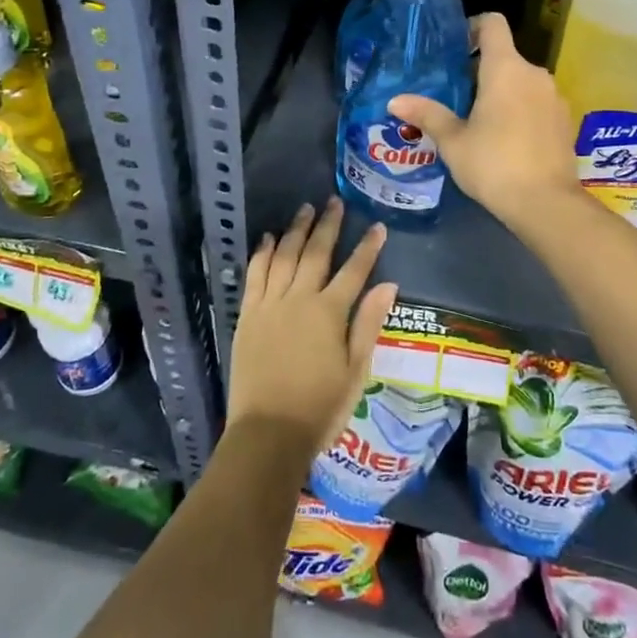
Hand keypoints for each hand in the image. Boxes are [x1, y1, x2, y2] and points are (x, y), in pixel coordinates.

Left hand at [227, 198, 397, 461]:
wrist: (268, 434)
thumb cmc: (320, 408)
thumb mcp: (356, 371)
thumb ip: (369, 324)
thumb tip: (388, 285)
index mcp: (329, 313)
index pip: (354, 271)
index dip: (368, 248)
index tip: (378, 227)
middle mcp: (299, 299)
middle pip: (315, 253)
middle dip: (328, 226)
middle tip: (334, 202)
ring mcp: (270, 305)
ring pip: (284, 256)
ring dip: (295, 231)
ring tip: (304, 209)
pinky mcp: (248, 316)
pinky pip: (255, 275)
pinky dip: (262, 253)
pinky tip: (268, 238)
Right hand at [390, 13, 580, 230]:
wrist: (546, 203)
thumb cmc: (494, 164)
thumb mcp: (453, 141)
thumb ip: (427, 115)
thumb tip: (395, 100)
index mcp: (505, 68)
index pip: (493, 24)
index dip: (473, 27)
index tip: (456, 49)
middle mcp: (534, 74)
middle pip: (505, 57)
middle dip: (480, 71)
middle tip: (454, 97)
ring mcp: (554, 97)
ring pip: (522, 82)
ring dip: (501, 92)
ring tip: (477, 122)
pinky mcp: (564, 120)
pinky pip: (537, 103)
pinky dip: (520, 110)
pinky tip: (505, 140)